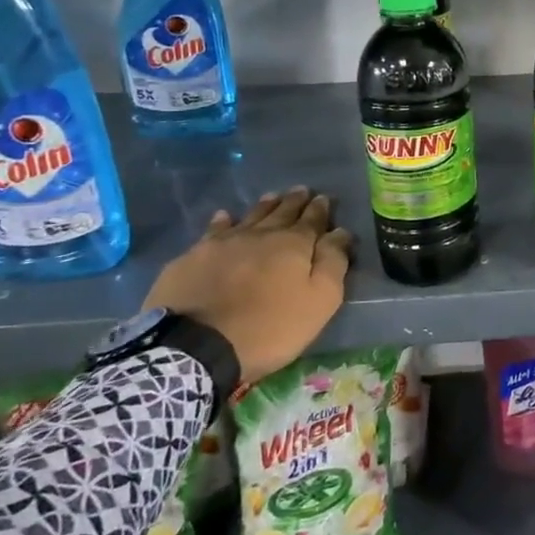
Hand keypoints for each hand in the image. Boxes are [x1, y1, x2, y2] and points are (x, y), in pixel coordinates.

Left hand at [144, 187, 351, 383]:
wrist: (197, 344)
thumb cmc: (269, 326)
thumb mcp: (319, 301)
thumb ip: (333, 263)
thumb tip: (340, 232)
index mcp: (293, 244)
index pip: (312, 220)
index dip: (320, 209)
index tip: (323, 198)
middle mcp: (260, 234)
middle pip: (281, 212)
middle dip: (294, 201)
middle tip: (301, 190)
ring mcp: (224, 242)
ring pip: (250, 216)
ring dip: (264, 206)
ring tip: (272, 196)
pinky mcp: (194, 256)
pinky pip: (214, 230)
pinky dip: (222, 220)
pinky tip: (224, 216)